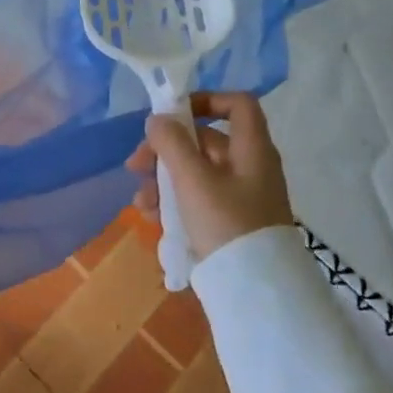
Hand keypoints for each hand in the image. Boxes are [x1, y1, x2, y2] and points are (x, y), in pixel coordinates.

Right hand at [125, 92, 294, 261]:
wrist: (257, 292)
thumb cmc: (226, 223)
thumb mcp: (193, 180)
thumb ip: (171, 144)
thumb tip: (158, 119)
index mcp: (251, 149)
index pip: (237, 104)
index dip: (206, 100)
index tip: (173, 115)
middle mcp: (250, 167)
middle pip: (205, 142)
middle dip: (165, 151)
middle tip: (135, 166)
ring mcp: (242, 197)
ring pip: (196, 173)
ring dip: (163, 182)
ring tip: (141, 204)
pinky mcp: (232, 223)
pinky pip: (199, 200)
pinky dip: (175, 203)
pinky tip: (154, 220)